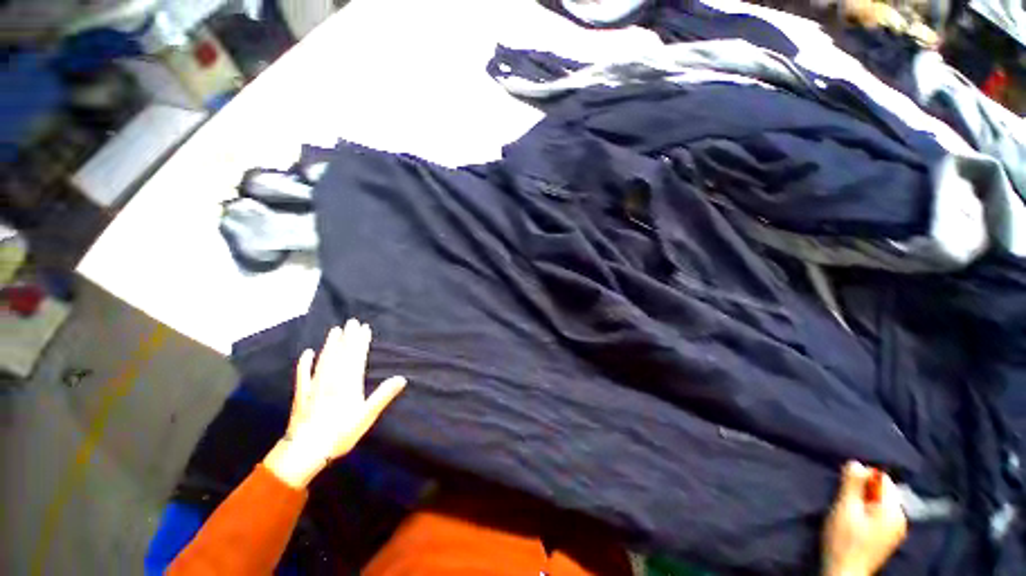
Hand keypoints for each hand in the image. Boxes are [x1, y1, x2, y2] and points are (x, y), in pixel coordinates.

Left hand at [263, 319, 405, 487]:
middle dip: (347, 337)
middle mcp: (332, 380)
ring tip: (335, 330)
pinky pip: (303, 374)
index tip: (364, 328)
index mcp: (348, 383)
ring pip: (324, 360)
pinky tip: (307, 353)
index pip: (356, 357)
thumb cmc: (340, 434)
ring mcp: (315, 386)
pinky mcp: (302, 394)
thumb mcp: (366, 416)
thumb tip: (401, 378)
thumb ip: (383, 395)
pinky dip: (305, 363)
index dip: (361, 342)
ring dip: (330, 344)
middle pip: (341, 354)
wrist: (305, 451)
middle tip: (351, 322)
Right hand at [823, 461, 906, 575]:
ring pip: (881, 503)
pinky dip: (868, 512)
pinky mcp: (889, 537)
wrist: (845, 572)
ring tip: (848, 511)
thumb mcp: (845, 509)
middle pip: (883, 491)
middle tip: (845, 500)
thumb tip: (856, 463)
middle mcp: (901, 518)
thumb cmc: (844, 540)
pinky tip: (856, 521)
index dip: (863, 478)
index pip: (883, 479)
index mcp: (894, 510)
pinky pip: (881, 514)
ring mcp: (896, 529)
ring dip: (865, 501)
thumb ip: (852, 485)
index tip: (846, 487)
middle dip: (864, 491)